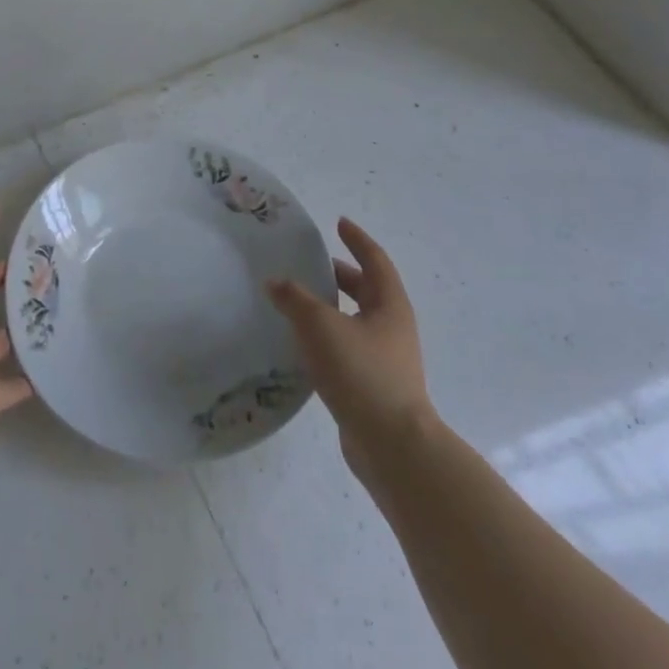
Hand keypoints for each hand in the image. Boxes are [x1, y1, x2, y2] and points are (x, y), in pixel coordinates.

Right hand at [267, 218, 432, 466]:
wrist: (393, 445)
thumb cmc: (362, 373)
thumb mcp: (321, 327)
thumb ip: (295, 300)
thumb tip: (276, 282)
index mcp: (389, 305)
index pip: (374, 260)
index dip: (356, 239)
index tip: (339, 223)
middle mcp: (392, 327)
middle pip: (367, 290)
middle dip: (341, 275)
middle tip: (311, 265)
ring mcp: (386, 359)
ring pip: (356, 321)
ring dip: (332, 308)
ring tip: (298, 303)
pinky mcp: (373, 386)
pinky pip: (348, 349)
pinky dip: (328, 338)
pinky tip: (303, 347)